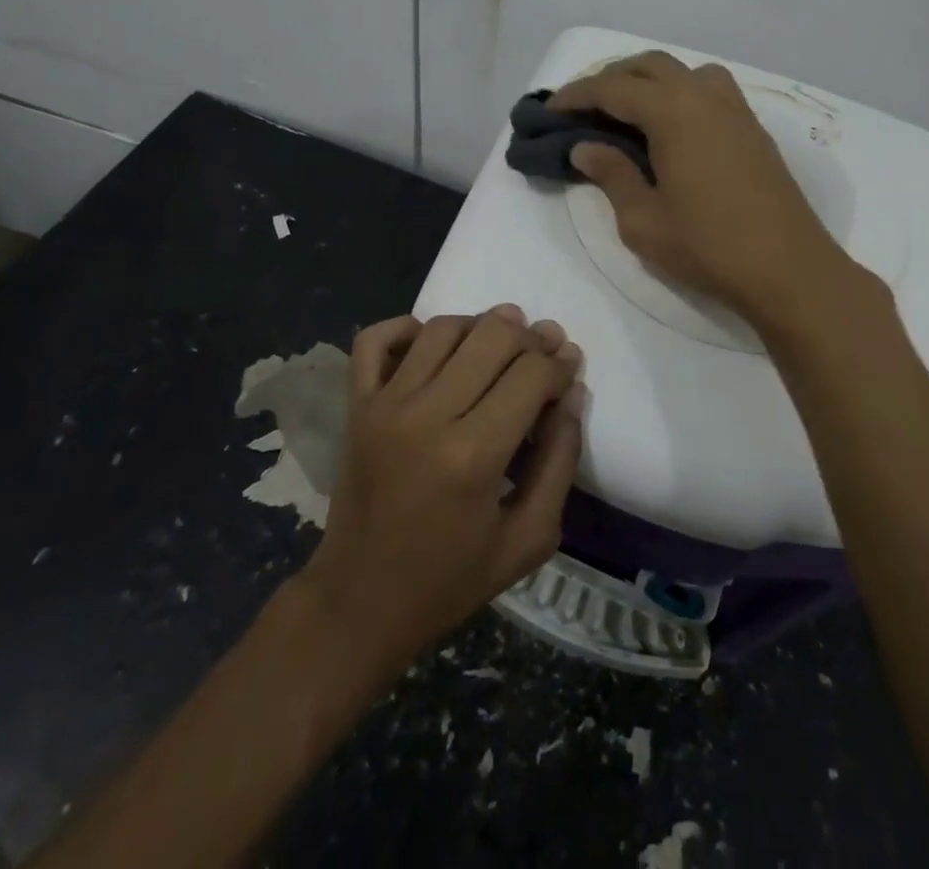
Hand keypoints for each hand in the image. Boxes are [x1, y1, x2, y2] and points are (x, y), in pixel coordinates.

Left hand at [293, 306, 585, 682]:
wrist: (360, 601)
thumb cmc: (449, 580)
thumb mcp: (528, 540)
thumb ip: (559, 462)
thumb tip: (572, 395)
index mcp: (473, 455)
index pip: (531, 374)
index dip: (560, 365)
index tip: (569, 370)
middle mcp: (427, 415)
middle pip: (491, 336)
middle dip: (529, 338)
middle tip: (543, 350)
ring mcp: (384, 404)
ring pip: (442, 328)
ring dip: (479, 326)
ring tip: (498, 345)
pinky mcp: (356, 404)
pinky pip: (375, 338)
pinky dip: (406, 328)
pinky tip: (432, 344)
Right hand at [549, 51, 855, 327]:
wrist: (788, 269)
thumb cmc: (708, 247)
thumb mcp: (643, 220)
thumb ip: (612, 175)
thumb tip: (585, 147)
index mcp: (673, 113)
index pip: (613, 89)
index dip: (576, 95)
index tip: (549, 109)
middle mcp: (704, 97)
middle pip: (649, 66)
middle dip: (610, 78)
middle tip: (583, 106)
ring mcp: (735, 109)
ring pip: (683, 70)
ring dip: (649, 79)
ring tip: (627, 109)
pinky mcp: (752, 128)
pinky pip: (708, 88)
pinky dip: (679, 91)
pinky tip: (671, 125)